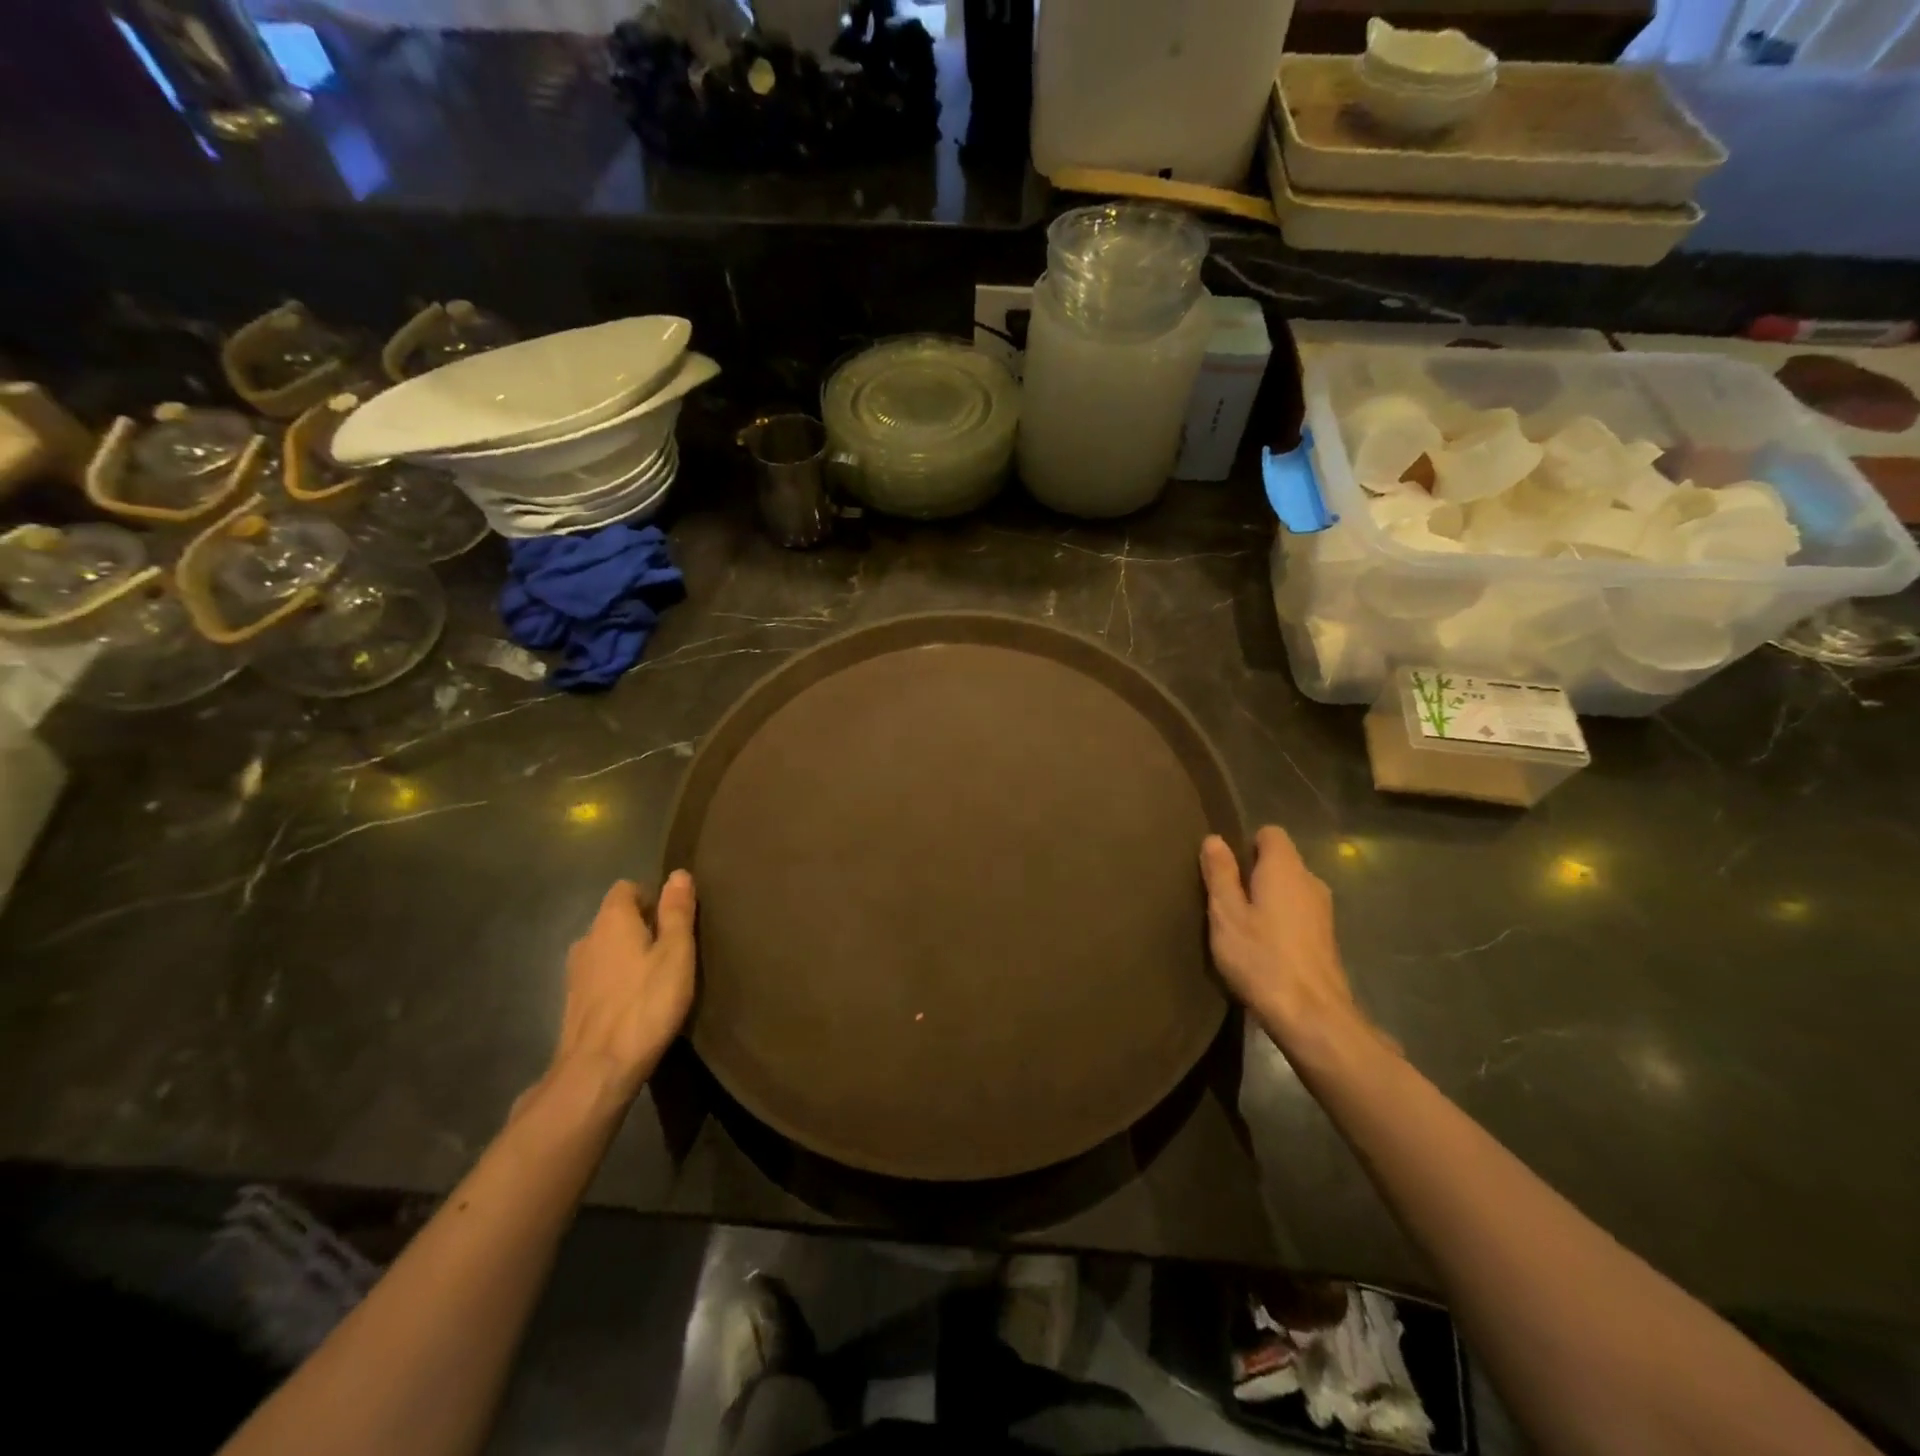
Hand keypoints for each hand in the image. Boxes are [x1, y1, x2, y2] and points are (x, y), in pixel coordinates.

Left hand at [549, 872, 696, 1107]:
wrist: (598, 1069)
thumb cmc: (646, 1003)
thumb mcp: (676, 953)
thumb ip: (677, 912)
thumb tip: (678, 873)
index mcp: (612, 920)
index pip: (626, 888)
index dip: (651, 896)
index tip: (675, 919)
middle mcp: (587, 937)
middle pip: (615, 918)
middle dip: (642, 925)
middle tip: (673, 949)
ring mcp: (575, 971)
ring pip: (606, 948)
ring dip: (628, 954)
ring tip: (656, 976)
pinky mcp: (573, 1001)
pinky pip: (599, 975)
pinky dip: (616, 979)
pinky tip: (635, 1001)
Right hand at [1200, 828, 1379, 1060]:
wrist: (1312, 1016)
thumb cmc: (1261, 958)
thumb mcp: (1226, 914)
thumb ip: (1220, 874)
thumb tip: (1214, 839)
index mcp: (1285, 868)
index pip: (1271, 833)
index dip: (1246, 844)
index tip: (1225, 867)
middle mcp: (1310, 881)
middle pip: (1281, 862)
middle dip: (1254, 873)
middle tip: (1225, 899)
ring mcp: (1324, 911)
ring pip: (1290, 890)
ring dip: (1267, 900)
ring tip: (1241, 926)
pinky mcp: (1326, 939)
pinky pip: (1299, 914)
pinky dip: (1281, 921)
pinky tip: (1263, 948)